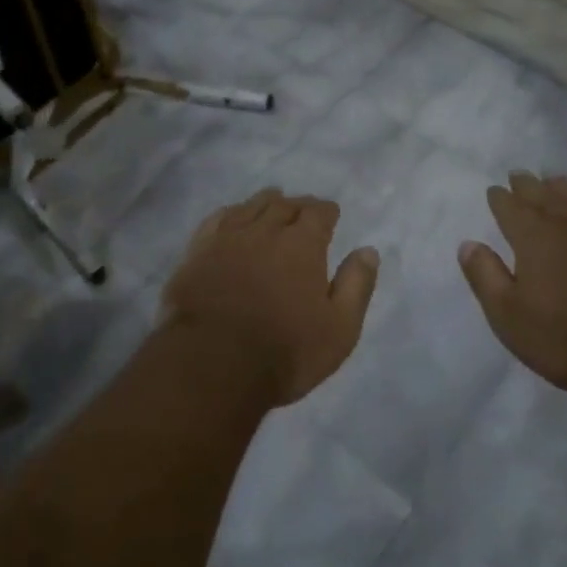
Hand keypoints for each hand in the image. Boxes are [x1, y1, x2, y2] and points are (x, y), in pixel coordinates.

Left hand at [161, 188, 379, 405]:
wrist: (212, 364)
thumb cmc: (284, 351)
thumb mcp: (339, 328)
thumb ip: (356, 285)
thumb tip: (368, 250)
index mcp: (302, 245)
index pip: (318, 213)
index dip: (326, 211)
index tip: (330, 213)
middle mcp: (265, 231)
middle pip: (284, 205)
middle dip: (298, 205)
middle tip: (303, 210)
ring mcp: (227, 238)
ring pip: (250, 207)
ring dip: (266, 203)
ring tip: (273, 203)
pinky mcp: (197, 252)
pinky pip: (217, 219)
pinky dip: (231, 213)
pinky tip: (233, 216)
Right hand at [458, 172, 566, 404]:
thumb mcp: (510, 318)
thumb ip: (486, 277)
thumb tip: (468, 244)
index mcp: (534, 235)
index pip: (510, 206)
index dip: (500, 198)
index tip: (495, 192)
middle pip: (544, 193)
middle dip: (528, 185)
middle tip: (520, 176)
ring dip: (564, 187)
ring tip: (555, 182)